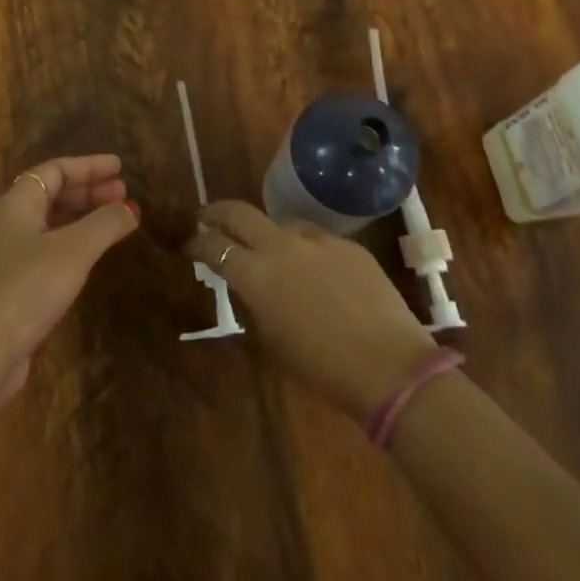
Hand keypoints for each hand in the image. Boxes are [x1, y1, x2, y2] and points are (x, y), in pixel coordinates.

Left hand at [0, 155, 139, 404]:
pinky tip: (91, 253)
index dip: (89, 166)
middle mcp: (6, 221)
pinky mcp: (9, 283)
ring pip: (49, 221)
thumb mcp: (75, 250)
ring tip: (115, 221)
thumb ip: (106, 223)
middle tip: (123, 194)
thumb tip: (131, 209)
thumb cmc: (29, 287)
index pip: (55, 170)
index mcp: (16, 202)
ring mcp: (5, 253)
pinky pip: (46, 246)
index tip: (120, 167)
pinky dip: (72, 241)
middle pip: (51, 193)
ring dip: (82, 216)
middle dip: (89, 191)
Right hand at [188, 200, 437, 418]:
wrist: (389, 366)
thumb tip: (248, 286)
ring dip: (267, 233)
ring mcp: (318, 241)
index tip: (190, 245)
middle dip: (218, 213)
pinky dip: (306, 249)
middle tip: (208, 219)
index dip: (198, 244)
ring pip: (281, 223)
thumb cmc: (321, 367)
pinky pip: (317, 239)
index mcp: (256, 275)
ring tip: (269, 251)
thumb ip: (254, 303)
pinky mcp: (348, 245)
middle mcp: (281, 246)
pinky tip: (316, 271)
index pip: (215, 246)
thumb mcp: (272, 340)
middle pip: (240, 213)